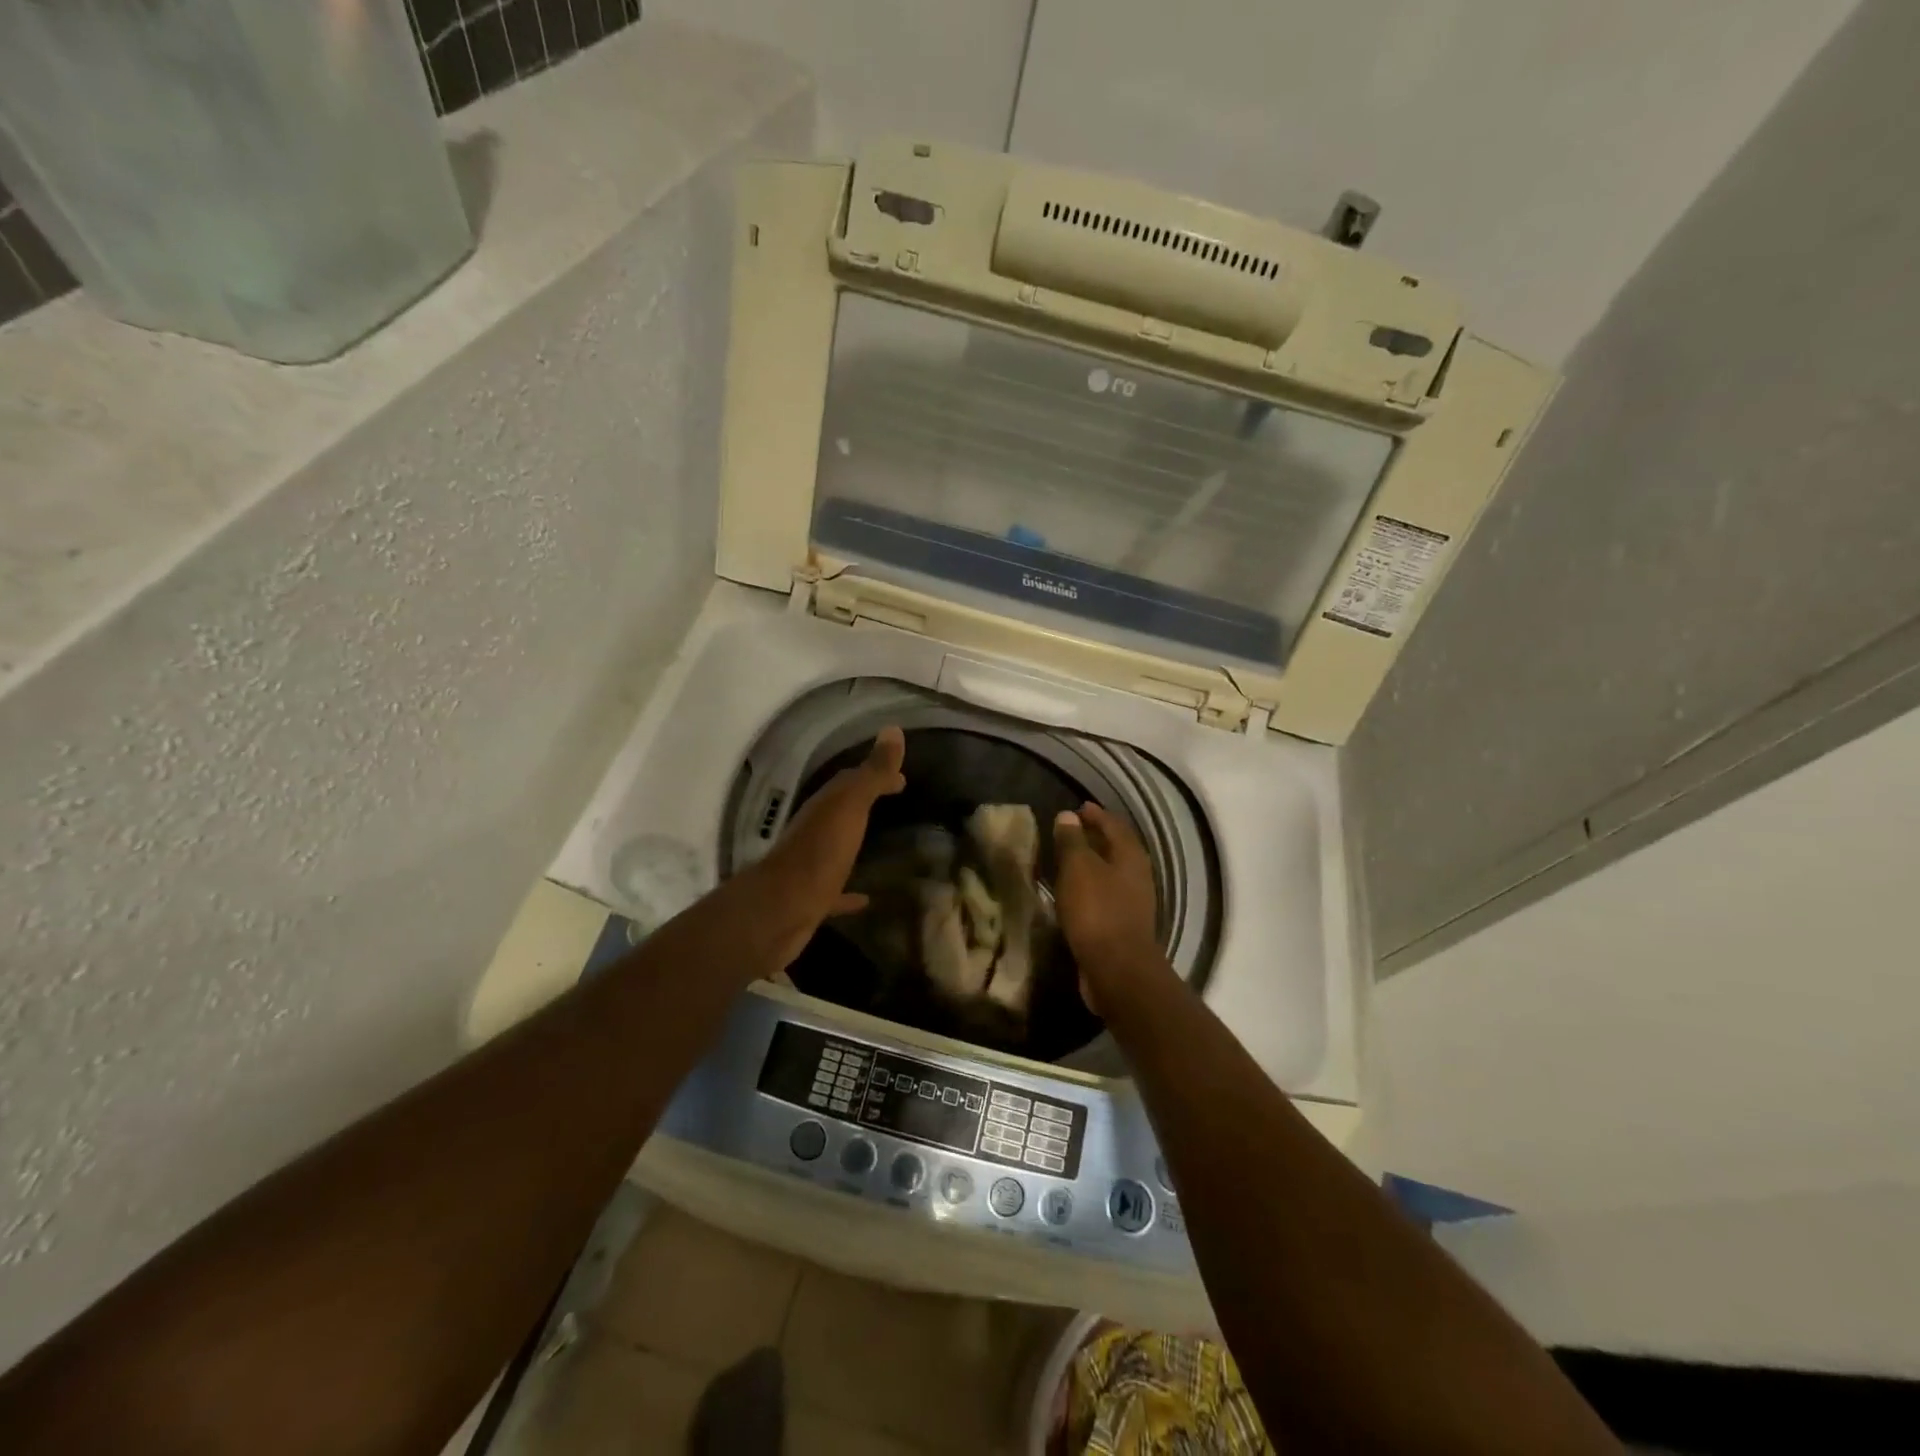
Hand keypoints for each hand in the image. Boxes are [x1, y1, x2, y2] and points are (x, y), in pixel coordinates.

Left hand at [736, 726, 905, 970]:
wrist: (779, 912)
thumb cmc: (819, 854)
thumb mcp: (849, 807)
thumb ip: (872, 773)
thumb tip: (893, 730)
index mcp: (825, 806)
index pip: (852, 780)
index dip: (877, 774)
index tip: (903, 778)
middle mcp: (815, 831)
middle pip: (843, 809)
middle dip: (866, 800)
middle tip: (896, 797)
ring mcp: (812, 866)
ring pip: (837, 845)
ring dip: (855, 839)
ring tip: (883, 840)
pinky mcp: (812, 899)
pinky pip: (835, 889)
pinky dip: (850, 891)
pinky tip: (867, 899)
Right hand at [1052, 802, 1168, 1012]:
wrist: (1117, 969)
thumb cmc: (1097, 911)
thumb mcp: (1078, 869)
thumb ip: (1072, 841)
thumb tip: (1068, 815)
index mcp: (1131, 855)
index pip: (1114, 824)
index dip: (1096, 815)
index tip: (1077, 809)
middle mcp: (1138, 875)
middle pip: (1117, 848)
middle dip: (1095, 837)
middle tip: (1070, 831)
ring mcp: (1134, 901)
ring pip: (1111, 872)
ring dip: (1092, 863)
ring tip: (1068, 860)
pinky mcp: (1124, 924)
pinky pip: (1106, 895)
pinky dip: (1090, 887)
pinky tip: (1073, 892)